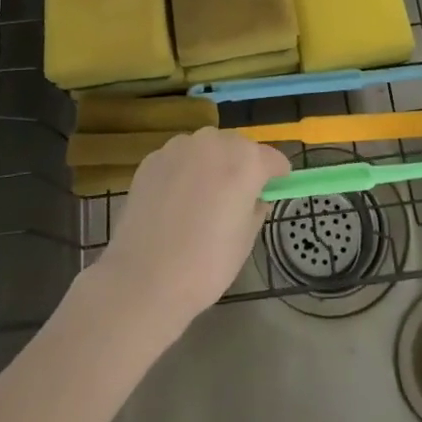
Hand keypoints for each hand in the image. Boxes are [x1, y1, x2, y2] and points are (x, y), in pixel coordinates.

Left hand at [88, 129, 289, 339]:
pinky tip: (176, 201)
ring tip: (203, 198)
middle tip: (237, 198)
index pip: (273, 159)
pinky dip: (184, 171)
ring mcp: (179, 147)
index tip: (274, 192)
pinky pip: (179, 158)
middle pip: (239, 147)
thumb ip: (256, 207)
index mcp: (245, 161)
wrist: (144, 279)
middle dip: (242, 166)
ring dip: (212, 164)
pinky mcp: (152, 159)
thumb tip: (255, 196)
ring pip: (206, 148)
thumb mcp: (246, 239)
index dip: (277, 177)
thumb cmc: (206, 264)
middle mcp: (214, 142)